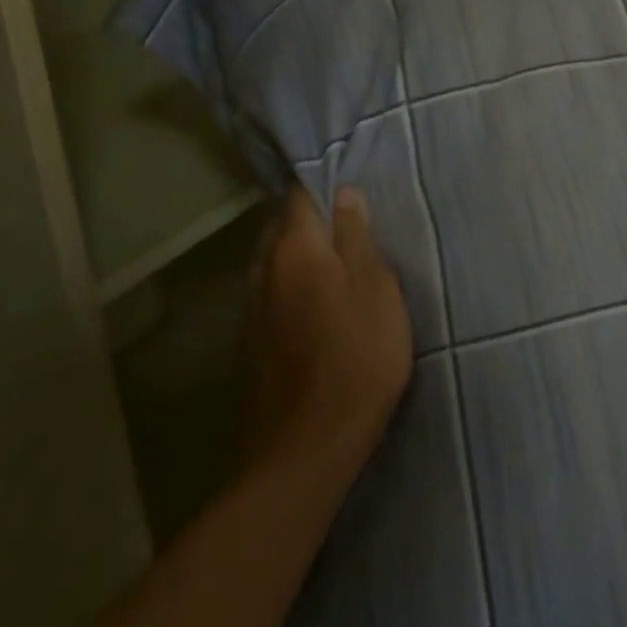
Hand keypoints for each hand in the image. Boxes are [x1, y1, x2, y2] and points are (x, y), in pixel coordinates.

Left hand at [252, 185, 412, 472]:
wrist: (310, 446)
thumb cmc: (358, 356)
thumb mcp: (376, 289)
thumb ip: (358, 238)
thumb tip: (344, 193)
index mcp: (295, 250)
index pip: (300, 196)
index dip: (323, 184)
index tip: (348, 181)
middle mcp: (263, 271)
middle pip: (281, 227)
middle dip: (309, 217)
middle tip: (348, 219)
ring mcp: (251, 309)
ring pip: (272, 260)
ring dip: (298, 251)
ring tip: (334, 255)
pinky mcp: (251, 343)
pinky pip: (270, 292)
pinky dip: (290, 282)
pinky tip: (315, 298)